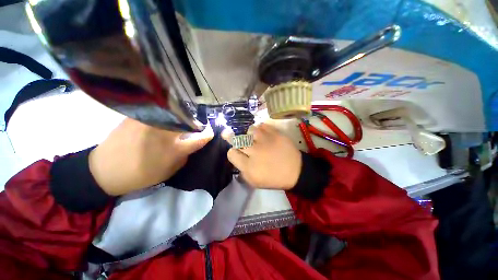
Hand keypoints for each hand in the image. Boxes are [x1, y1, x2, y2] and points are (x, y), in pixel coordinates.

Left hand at [89, 118, 212, 195]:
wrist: (105, 170)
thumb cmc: (141, 174)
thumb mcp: (170, 170)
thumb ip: (185, 155)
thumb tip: (191, 143)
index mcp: (174, 148)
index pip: (200, 137)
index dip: (208, 134)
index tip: (210, 132)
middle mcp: (165, 131)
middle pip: (189, 122)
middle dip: (196, 124)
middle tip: (197, 126)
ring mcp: (151, 121)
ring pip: (175, 114)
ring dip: (182, 117)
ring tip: (182, 121)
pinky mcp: (138, 116)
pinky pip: (160, 113)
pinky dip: (167, 115)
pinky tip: (166, 119)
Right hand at [225, 124, 301, 189]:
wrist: (295, 171)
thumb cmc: (274, 178)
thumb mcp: (254, 182)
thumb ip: (242, 171)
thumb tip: (237, 158)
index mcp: (249, 166)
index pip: (231, 154)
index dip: (232, 152)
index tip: (236, 152)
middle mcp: (255, 151)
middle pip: (237, 140)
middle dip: (230, 137)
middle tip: (226, 133)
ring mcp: (265, 140)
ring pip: (249, 130)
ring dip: (249, 134)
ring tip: (252, 137)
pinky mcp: (275, 134)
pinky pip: (262, 125)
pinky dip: (260, 129)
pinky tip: (262, 134)